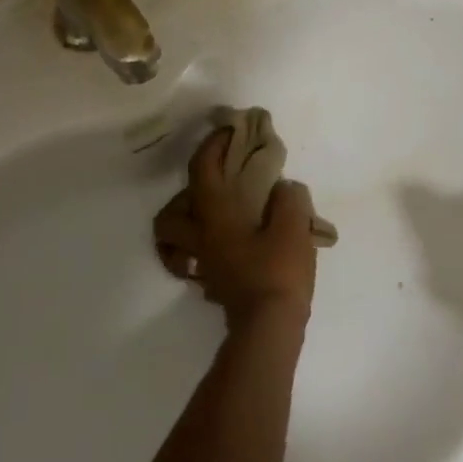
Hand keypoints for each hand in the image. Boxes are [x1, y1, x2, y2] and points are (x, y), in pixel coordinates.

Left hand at [153, 130, 318, 327]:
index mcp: (214, 217)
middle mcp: (200, 239)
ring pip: (174, 244)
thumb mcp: (294, 227)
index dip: (211, 146)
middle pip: (168, 216)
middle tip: (212, 190)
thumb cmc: (278, 271)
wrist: (270, 328)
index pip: (201, 171)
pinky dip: (203, 252)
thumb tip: (284, 190)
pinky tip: (228, 249)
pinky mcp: (213, 287)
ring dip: (185, 228)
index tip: (227, 133)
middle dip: (182, 198)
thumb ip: (289, 200)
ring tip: (213, 220)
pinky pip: (196, 264)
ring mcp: (203, 266)